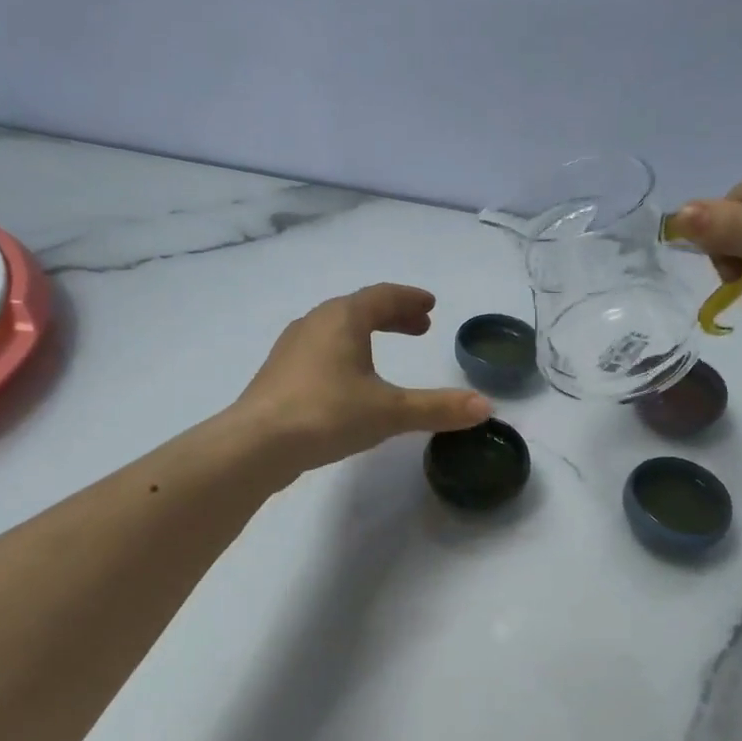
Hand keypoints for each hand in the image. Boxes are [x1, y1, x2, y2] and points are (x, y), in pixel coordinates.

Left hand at [232, 284, 490, 474]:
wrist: (256, 444)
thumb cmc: (327, 414)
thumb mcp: (390, 412)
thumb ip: (437, 407)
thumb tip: (485, 407)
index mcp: (343, 318)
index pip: (383, 296)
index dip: (410, 299)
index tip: (430, 305)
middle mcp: (315, 322)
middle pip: (359, 308)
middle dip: (392, 315)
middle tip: (419, 326)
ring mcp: (292, 347)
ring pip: (337, 329)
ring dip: (366, 333)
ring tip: (386, 350)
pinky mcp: (279, 373)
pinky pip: (320, 350)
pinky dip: (345, 352)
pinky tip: (348, 380)